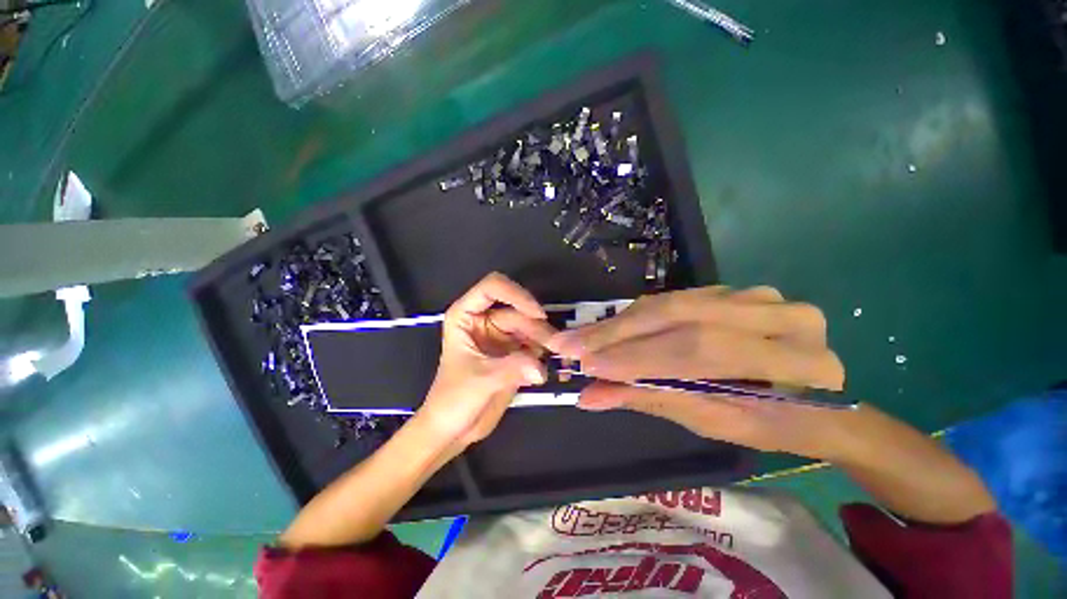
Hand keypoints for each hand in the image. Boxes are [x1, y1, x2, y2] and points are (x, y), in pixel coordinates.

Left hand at [416, 273, 555, 450]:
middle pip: (518, 312)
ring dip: (546, 340)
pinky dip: (547, 353)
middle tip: (558, 347)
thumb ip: (511, 369)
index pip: (492, 288)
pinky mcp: (514, 353)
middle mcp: (486, 320)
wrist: (454, 430)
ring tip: (561, 357)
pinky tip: (558, 365)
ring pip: (531, 327)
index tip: (537, 314)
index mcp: (466, 316)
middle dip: (538, 328)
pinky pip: (535, 345)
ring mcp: (501, 336)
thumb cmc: (452, 401)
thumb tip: (541, 367)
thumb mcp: (479, 380)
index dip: (516, 294)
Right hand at [546, 286, 847, 458]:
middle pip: (680, 316)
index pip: (699, 351)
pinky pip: (675, 299)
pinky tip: (611, 328)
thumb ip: (650, 399)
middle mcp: (780, 315)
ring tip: (583, 338)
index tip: (588, 367)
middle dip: (619, 333)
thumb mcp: (712, 420)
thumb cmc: (770, 421)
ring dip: (622, 323)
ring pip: (672, 303)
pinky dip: (639, 316)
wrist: (815, 399)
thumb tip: (590, 396)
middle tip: (572, 345)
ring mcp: (756, 294)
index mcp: (797, 361)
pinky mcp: (735, 290)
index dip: (638, 358)